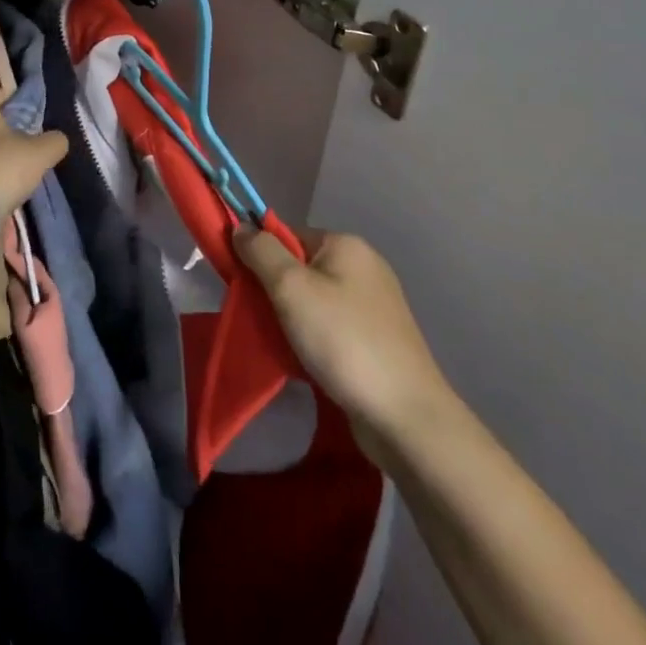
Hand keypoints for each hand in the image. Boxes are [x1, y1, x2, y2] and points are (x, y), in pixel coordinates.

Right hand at [233, 224, 457, 445]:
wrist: (405, 417)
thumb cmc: (343, 341)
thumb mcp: (291, 288)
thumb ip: (261, 252)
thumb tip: (240, 227)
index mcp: (346, 245)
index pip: (288, 235)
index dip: (261, 256)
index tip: (242, 285)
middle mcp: (364, 267)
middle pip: (300, 267)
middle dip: (275, 291)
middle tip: (258, 318)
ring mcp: (374, 305)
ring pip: (313, 300)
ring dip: (291, 318)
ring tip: (278, 343)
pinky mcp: (378, 339)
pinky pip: (330, 326)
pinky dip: (312, 338)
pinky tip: (303, 360)